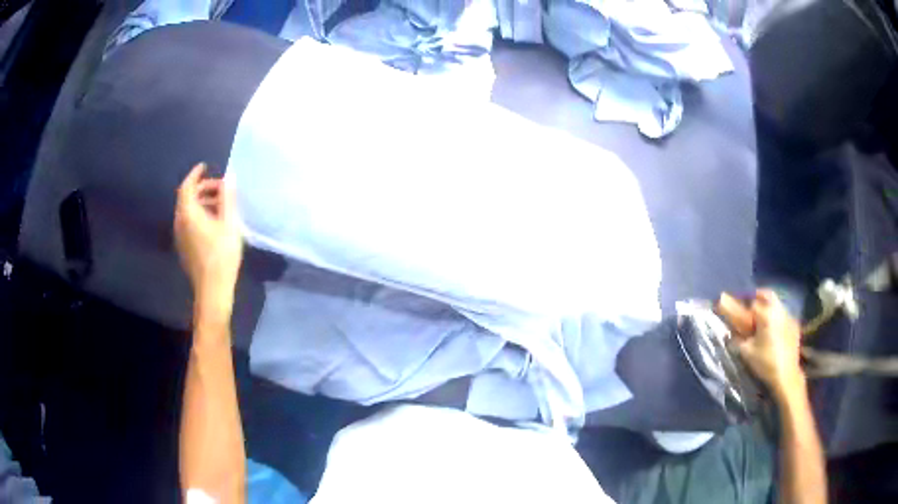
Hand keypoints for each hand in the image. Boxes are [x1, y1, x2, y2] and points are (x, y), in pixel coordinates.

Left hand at [174, 163, 243, 320]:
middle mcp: (180, 222)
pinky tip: (214, 222)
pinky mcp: (184, 247)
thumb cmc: (222, 255)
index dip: (195, 174)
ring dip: (202, 202)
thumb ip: (228, 198)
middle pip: (187, 198)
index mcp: (188, 214)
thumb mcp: (229, 223)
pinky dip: (199, 214)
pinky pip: (188, 223)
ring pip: (187, 211)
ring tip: (221, 205)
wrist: (212, 290)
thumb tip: (229, 177)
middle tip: (221, 188)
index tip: (205, 166)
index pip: (187, 186)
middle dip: (202, 188)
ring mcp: (180, 236)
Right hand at [717, 290, 805, 401]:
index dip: (745, 307)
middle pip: (768, 295)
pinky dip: (778, 318)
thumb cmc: (765, 363)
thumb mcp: (747, 353)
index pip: (753, 303)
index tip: (741, 314)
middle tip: (753, 304)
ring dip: (770, 307)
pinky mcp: (795, 326)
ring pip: (778, 304)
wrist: (786, 375)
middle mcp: (778, 310)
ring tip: (764, 320)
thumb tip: (732, 334)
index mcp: (766, 315)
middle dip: (760, 296)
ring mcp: (789, 317)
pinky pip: (785, 316)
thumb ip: (738, 340)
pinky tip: (775, 330)